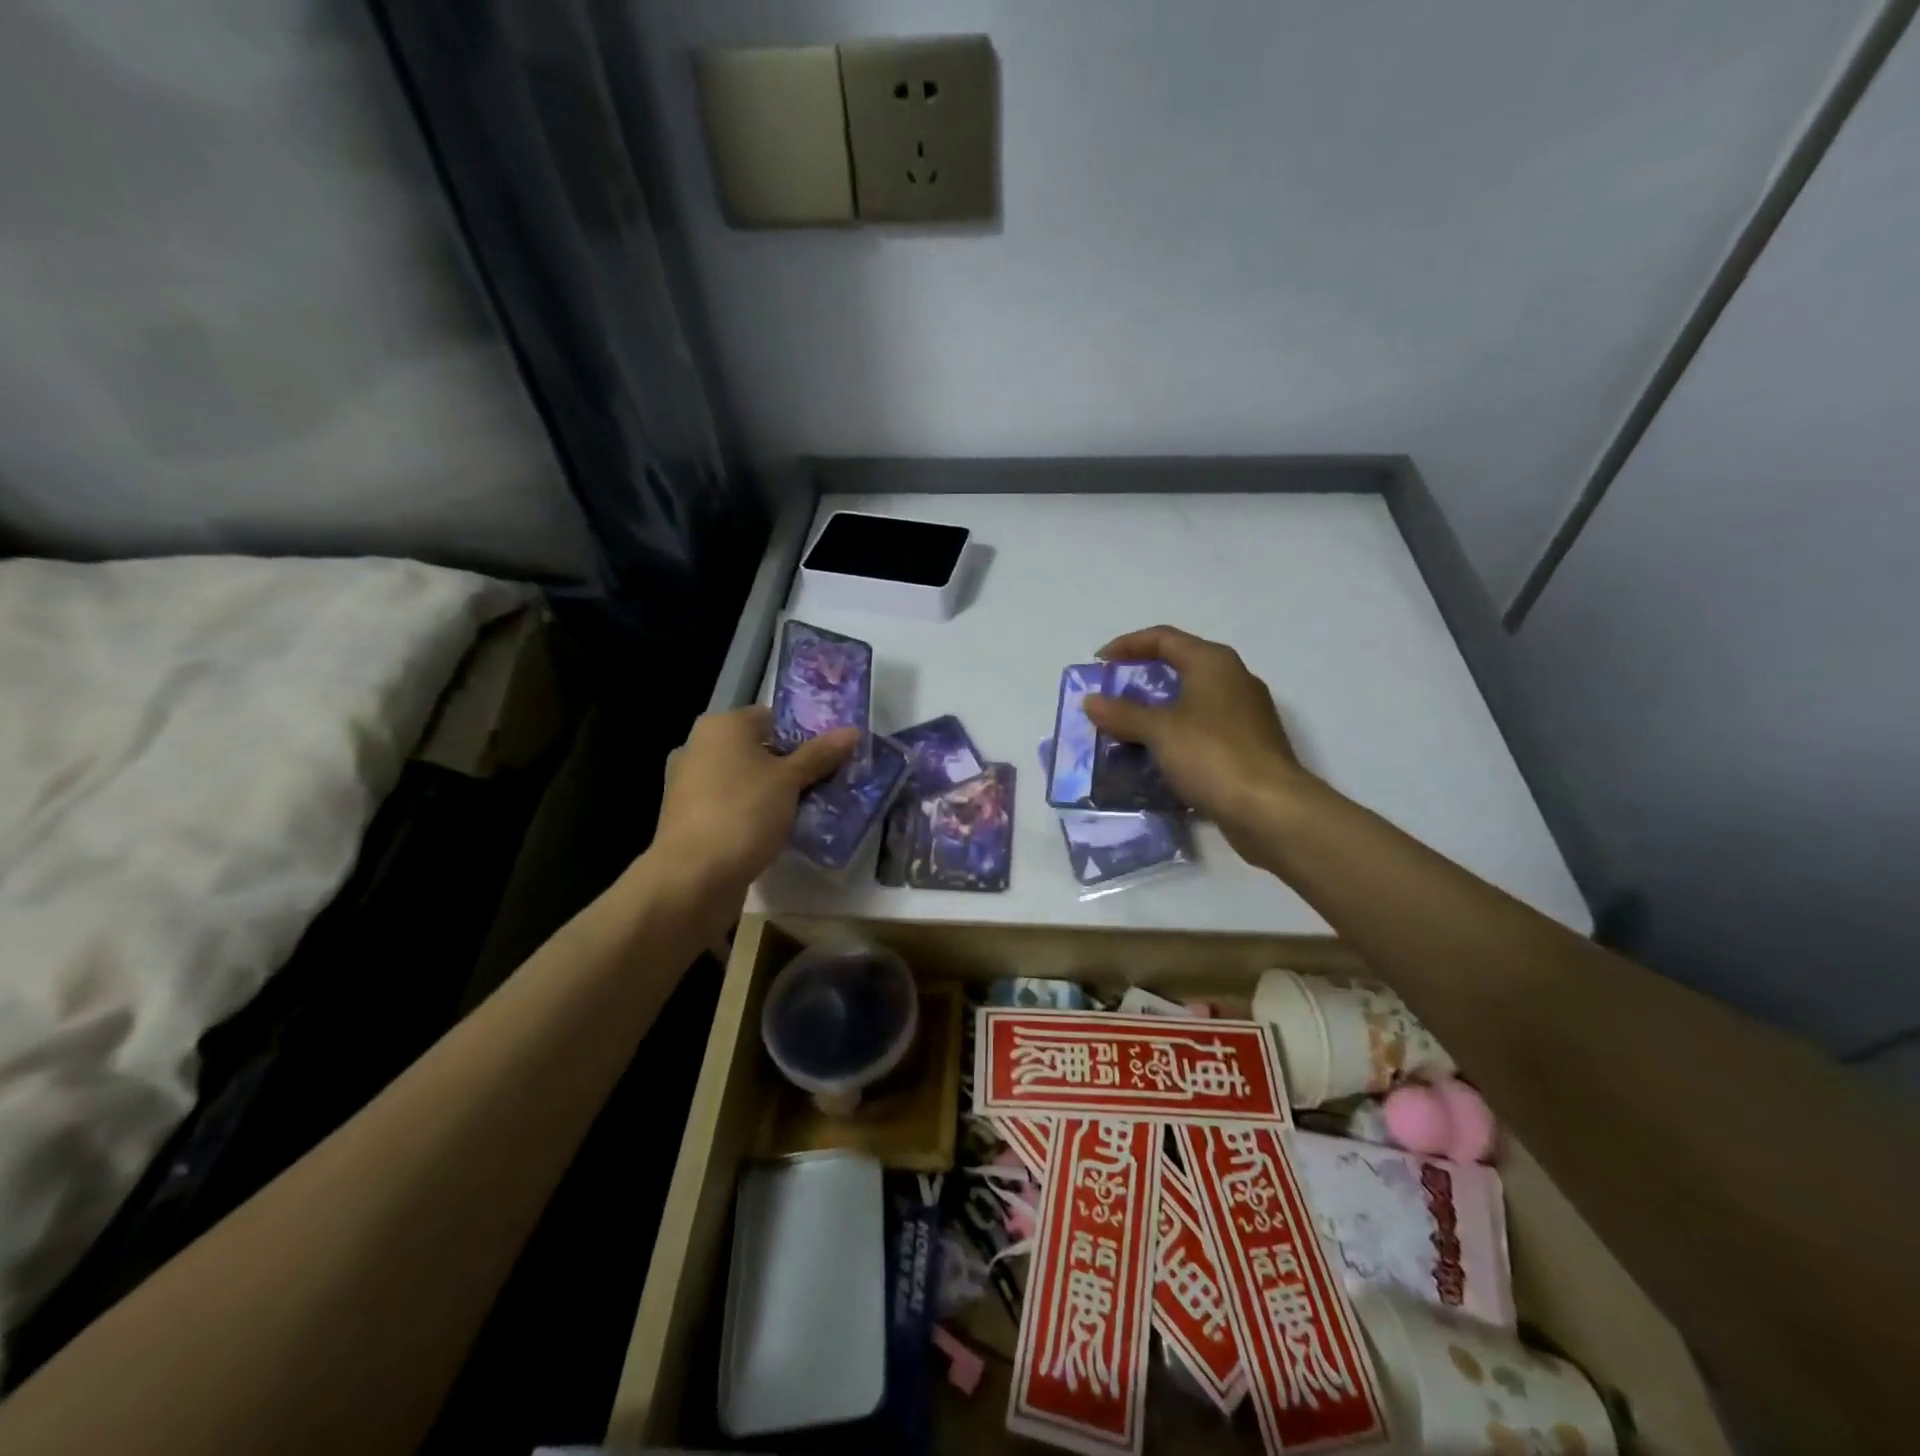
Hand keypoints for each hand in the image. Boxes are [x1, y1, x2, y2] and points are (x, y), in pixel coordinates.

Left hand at [652, 707, 857, 899]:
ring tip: (806, 810)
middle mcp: (699, 747)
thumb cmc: (744, 813)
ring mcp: (688, 784)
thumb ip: (820, 754)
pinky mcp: (687, 818)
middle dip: (790, 766)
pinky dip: (751, 813)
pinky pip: (730, 805)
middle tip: (824, 784)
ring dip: (771, 792)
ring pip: (743, 779)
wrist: (693, 876)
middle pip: (757, 749)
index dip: (804, 735)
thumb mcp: (790, 780)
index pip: (772, 717)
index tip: (830, 758)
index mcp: (722, 726)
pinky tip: (775, 831)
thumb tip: (852, 731)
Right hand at [1084, 625, 1309, 852]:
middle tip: (1110, 698)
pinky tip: (1155, 758)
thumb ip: (1122, 713)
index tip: (1098, 664)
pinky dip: (1175, 738)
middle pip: (1180, 667)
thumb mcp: (1159, 731)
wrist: (1270, 809)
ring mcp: (1244, 715)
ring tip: (1125, 731)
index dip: (1127, 645)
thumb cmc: (1212, 755)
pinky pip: (1202, 732)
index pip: (1163, 638)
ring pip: (1190, 703)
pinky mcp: (1248, 747)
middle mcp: (1233, 680)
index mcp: (1213, 663)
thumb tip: (1091, 700)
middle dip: (1140, 681)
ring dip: (1156, 713)